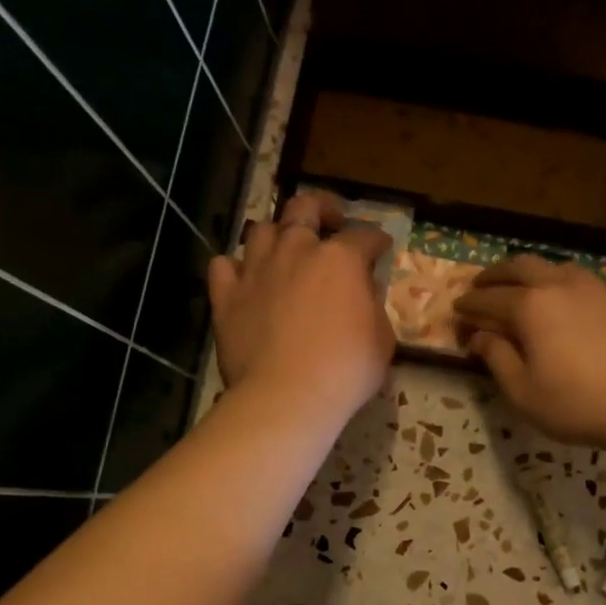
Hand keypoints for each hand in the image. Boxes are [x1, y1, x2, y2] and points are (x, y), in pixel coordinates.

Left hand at [207, 191, 393, 429]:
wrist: (287, 396)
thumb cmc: (346, 370)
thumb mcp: (381, 340)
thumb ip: (372, 307)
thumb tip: (362, 294)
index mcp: (340, 259)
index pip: (364, 236)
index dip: (376, 240)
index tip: (381, 248)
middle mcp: (296, 250)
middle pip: (304, 207)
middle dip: (322, 208)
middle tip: (331, 220)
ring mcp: (256, 270)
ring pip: (261, 230)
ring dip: (277, 235)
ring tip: (285, 251)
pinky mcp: (226, 295)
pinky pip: (224, 265)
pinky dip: (236, 268)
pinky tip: (246, 279)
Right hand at [454, 255, 605, 450]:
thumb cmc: (580, 403)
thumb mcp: (525, 393)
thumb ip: (497, 359)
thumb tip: (479, 337)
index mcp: (530, 306)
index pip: (488, 300)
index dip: (469, 306)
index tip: (457, 312)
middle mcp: (559, 284)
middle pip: (519, 267)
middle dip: (494, 276)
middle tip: (481, 287)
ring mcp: (595, 286)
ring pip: (553, 267)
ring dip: (529, 274)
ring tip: (521, 289)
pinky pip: (580, 280)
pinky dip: (559, 284)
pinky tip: (565, 302)